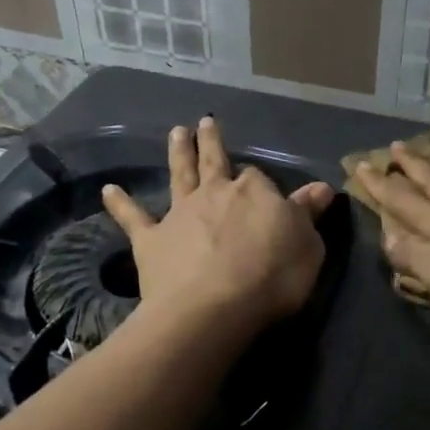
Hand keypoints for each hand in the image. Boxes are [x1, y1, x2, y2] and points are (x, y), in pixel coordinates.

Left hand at [102, 117, 334, 332]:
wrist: (213, 308)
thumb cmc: (271, 277)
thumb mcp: (307, 246)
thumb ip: (308, 215)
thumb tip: (320, 188)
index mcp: (254, 193)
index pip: (258, 179)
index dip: (261, 184)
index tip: (266, 190)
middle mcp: (214, 194)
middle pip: (213, 162)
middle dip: (211, 142)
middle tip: (205, 122)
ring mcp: (179, 215)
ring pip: (179, 176)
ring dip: (177, 153)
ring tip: (175, 132)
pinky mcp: (151, 241)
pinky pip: (133, 218)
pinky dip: (120, 203)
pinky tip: (108, 190)